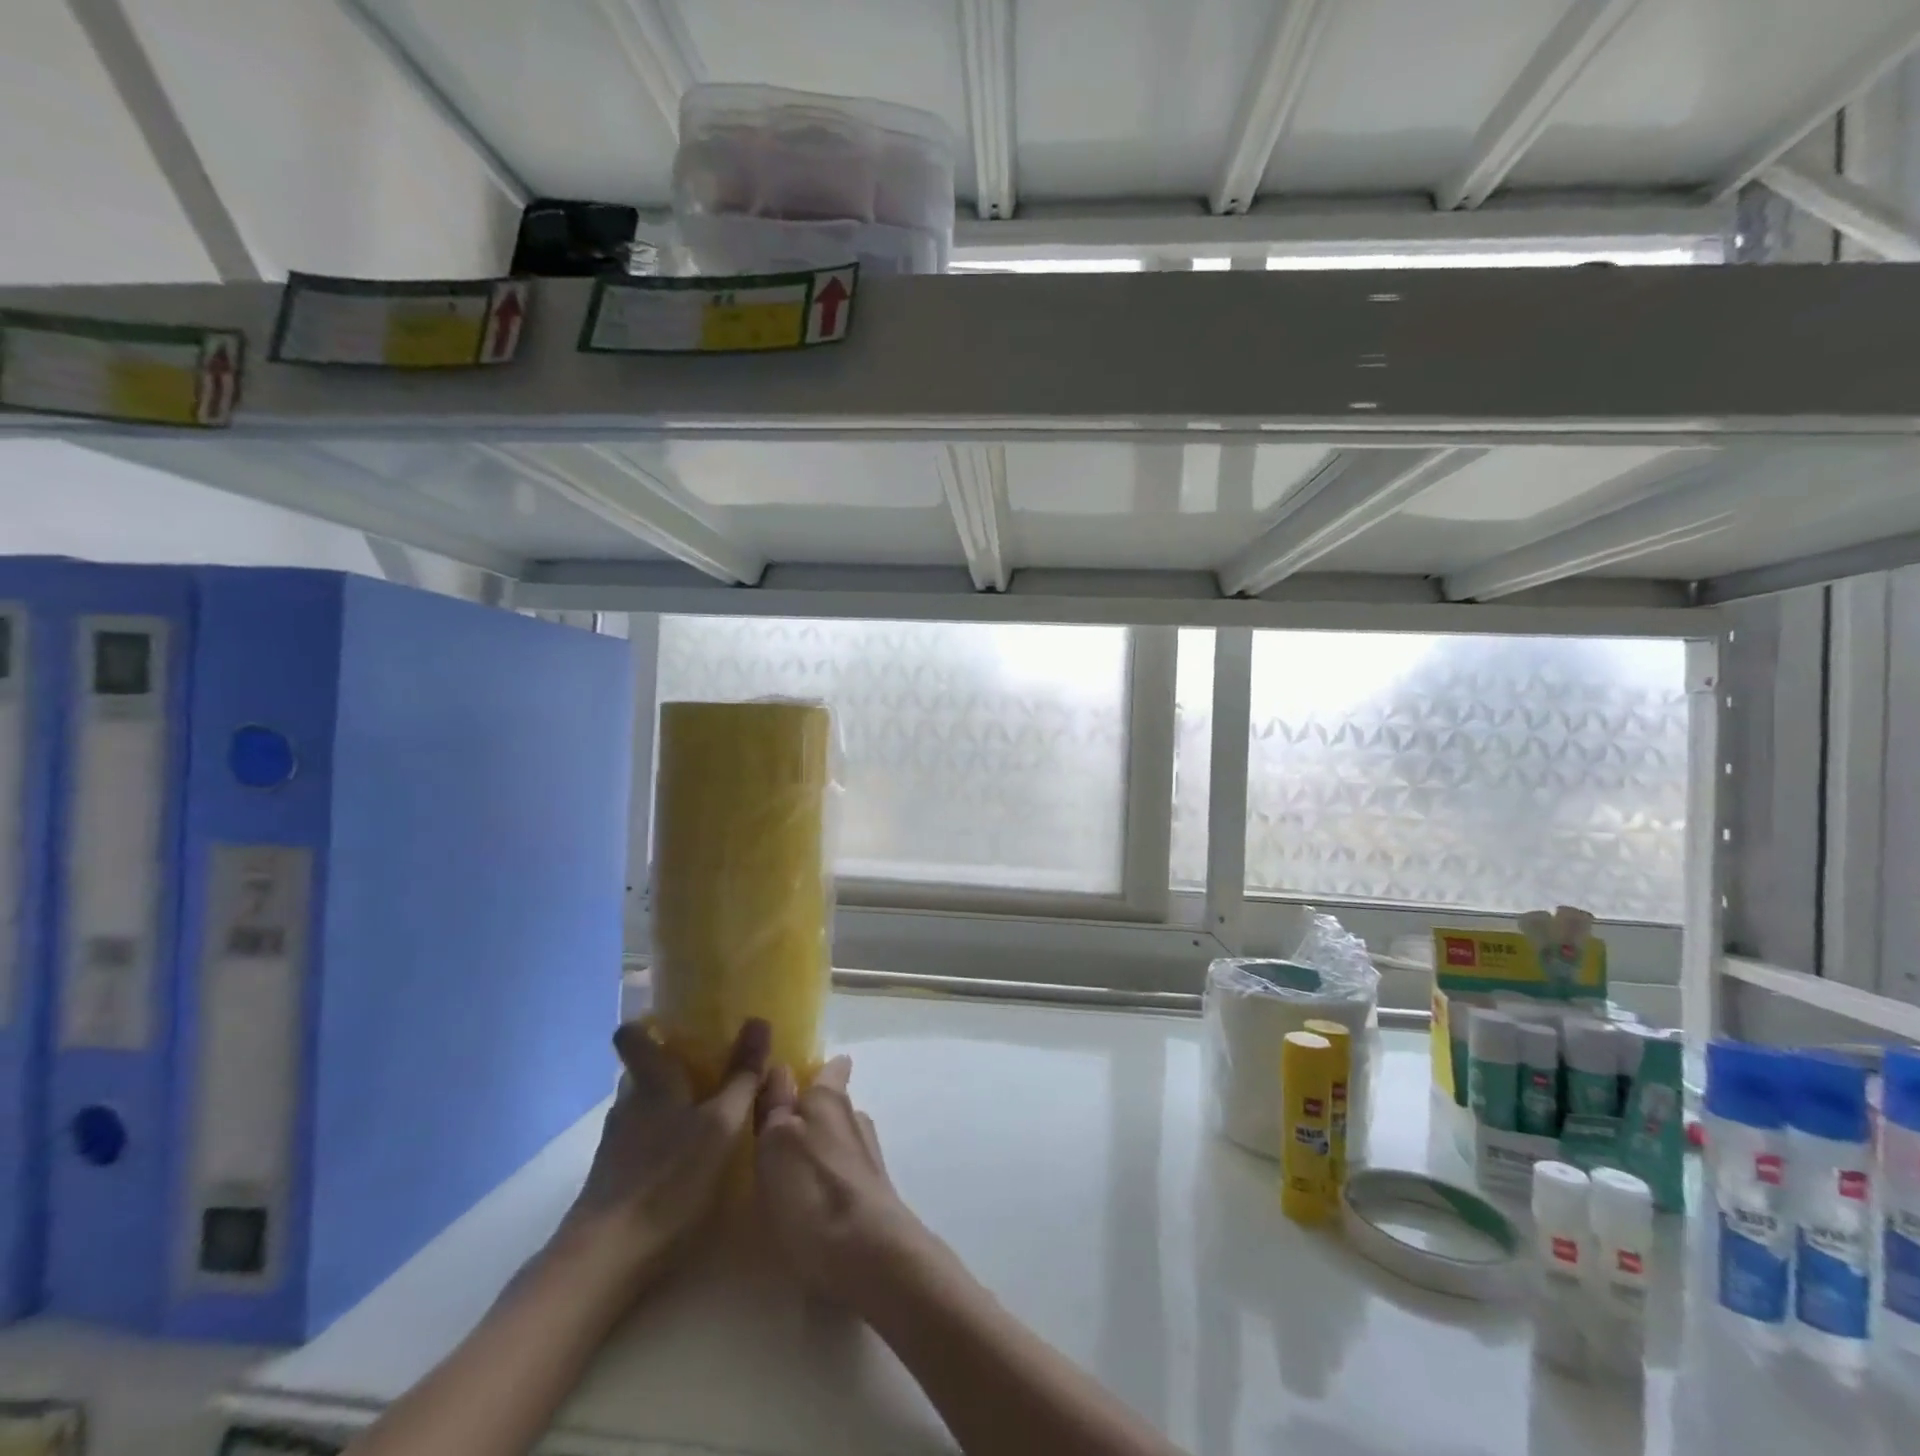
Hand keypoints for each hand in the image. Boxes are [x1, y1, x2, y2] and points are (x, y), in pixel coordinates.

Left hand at [558, 1017, 770, 1288]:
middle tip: (714, 1070)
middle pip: (644, 1071)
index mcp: (651, 1080)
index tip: (675, 1022)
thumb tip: (758, 1021)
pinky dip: (664, 1139)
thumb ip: (742, 1076)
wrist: (606, 1260)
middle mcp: (628, 1103)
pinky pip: (643, 1140)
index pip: (631, 1036)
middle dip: (674, 1068)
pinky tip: (689, 1161)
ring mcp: (617, 1141)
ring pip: (645, 1107)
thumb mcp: (722, 1125)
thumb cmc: (670, 1178)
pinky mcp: (613, 1176)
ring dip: (672, 1106)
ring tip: (710, 1117)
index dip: (646, 1025)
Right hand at [754, 1055, 938, 1311]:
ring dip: (819, 1151)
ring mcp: (868, 1159)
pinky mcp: (872, 1196)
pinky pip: (844, 1176)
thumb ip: (776, 1104)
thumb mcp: (777, 1140)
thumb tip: (781, 1068)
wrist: (867, 1257)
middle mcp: (855, 1119)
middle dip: (812, 1113)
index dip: (817, 1070)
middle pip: (834, 1106)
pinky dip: (827, 1182)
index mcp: (830, 1098)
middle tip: (778, 1131)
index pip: (831, 1068)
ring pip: (840, 1142)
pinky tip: (808, 1203)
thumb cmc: (812, 1190)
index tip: (797, 1078)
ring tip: (788, 1171)